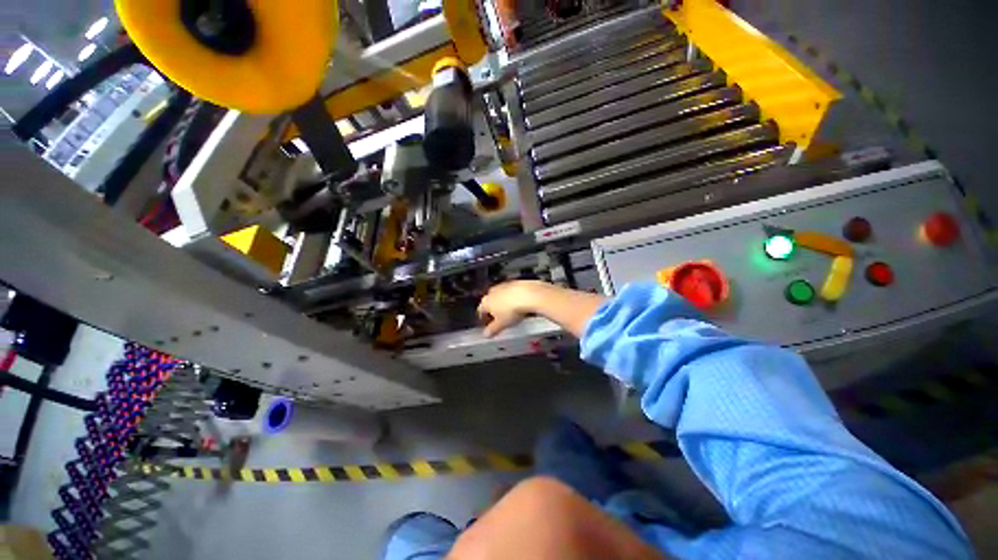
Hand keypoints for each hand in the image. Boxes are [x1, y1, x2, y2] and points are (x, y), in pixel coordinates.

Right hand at [478, 281, 544, 337]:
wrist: (528, 295)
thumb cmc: (512, 308)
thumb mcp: (501, 324)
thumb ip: (492, 330)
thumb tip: (488, 334)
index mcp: (486, 302)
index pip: (481, 311)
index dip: (484, 319)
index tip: (488, 325)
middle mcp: (493, 292)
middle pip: (490, 303)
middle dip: (494, 311)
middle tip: (500, 320)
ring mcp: (503, 286)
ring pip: (500, 296)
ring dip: (504, 304)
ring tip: (511, 313)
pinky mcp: (514, 283)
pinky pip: (511, 292)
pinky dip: (513, 298)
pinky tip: (519, 305)